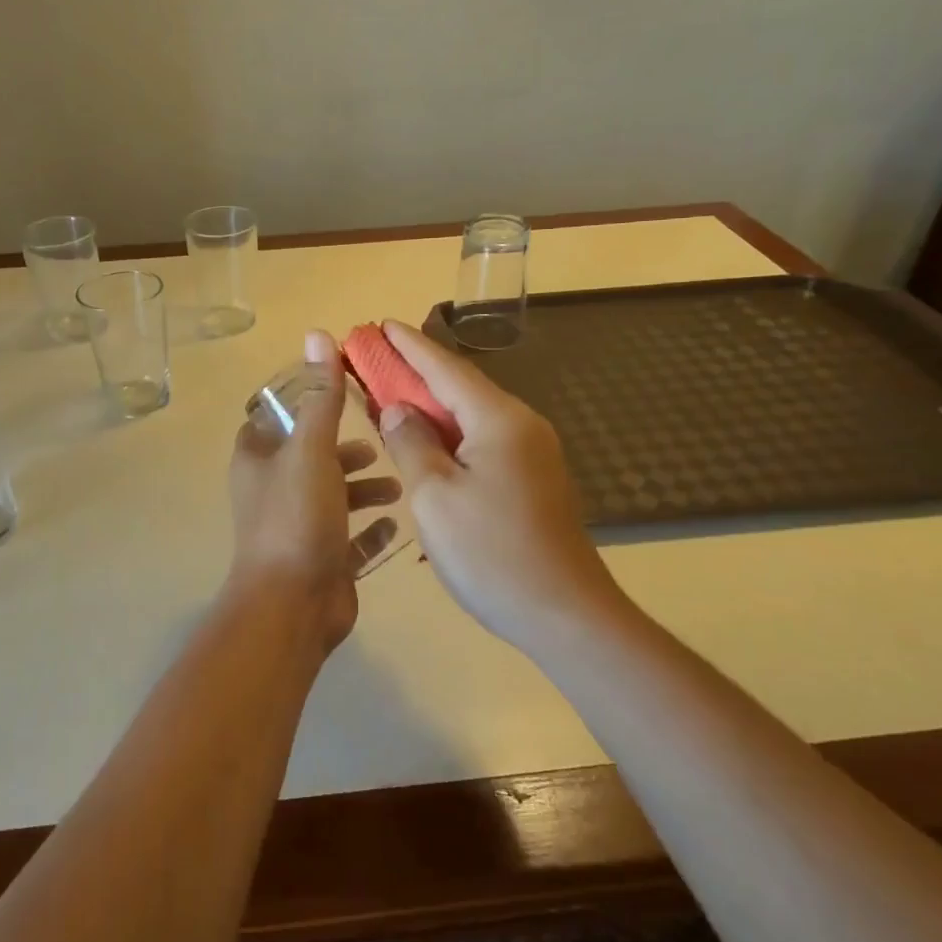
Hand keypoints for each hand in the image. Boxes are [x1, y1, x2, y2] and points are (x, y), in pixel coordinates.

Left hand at [226, 331, 400, 654]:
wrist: (292, 606)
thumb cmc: (297, 517)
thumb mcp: (311, 449)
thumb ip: (320, 395)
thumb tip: (317, 334)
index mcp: (258, 458)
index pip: (276, 415)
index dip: (306, 400)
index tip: (346, 391)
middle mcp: (272, 489)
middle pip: (311, 455)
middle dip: (346, 447)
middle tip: (381, 440)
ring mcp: (296, 526)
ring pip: (333, 495)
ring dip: (363, 486)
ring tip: (397, 482)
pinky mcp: (321, 558)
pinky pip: (350, 537)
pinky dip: (370, 528)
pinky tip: (396, 521)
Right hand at [376, 320, 615, 647]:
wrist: (566, 615)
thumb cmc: (492, 553)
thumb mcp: (435, 496)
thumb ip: (411, 443)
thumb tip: (397, 409)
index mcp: (499, 420)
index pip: (445, 368)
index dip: (410, 346)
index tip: (381, 325)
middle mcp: (521, 425)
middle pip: (461, 387)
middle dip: (417, 372)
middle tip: (375, 360)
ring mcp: (533, 454)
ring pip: (472, 416)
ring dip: (432, 405)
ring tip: (392, 398)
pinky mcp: (533, 480)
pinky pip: (483, 441)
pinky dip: (450, 434)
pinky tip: (427, 445)